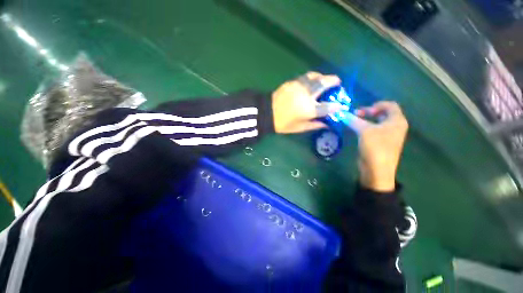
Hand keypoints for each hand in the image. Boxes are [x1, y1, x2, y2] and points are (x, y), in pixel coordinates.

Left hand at [272, 72, 345, 133]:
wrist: (267, 114)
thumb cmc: (283, 124)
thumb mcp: (300, 128)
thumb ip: (315, 125)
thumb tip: (326, 124)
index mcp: (309, 109)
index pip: (327, 107)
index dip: (336, 106)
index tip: (340, 106)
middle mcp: (306, 95)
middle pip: (323, 85)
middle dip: (333, 81)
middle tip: (337, 81)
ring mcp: (299, 87)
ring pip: (314, 77)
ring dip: (322, 77)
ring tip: (324, 79)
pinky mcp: (291, 82)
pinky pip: (304, 77)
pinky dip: (311, 77)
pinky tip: (311, 81)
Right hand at [345, 101, 407, 191]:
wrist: (377, 170)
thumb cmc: (375, 147)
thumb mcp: (364, 131)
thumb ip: (354, 120)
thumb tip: (342, 114)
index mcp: (397, 121)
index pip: (390, 105)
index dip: (376, 105)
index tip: (363, 110)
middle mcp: (395, 127)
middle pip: (383, 113)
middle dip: (368, 112)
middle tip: (355, 115)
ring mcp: (388, 136)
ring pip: (377, 122)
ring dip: (365, 120)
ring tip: (353, 122)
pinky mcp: (380, 143)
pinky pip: (374, 131)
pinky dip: (365, 128)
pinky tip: (356, 130)